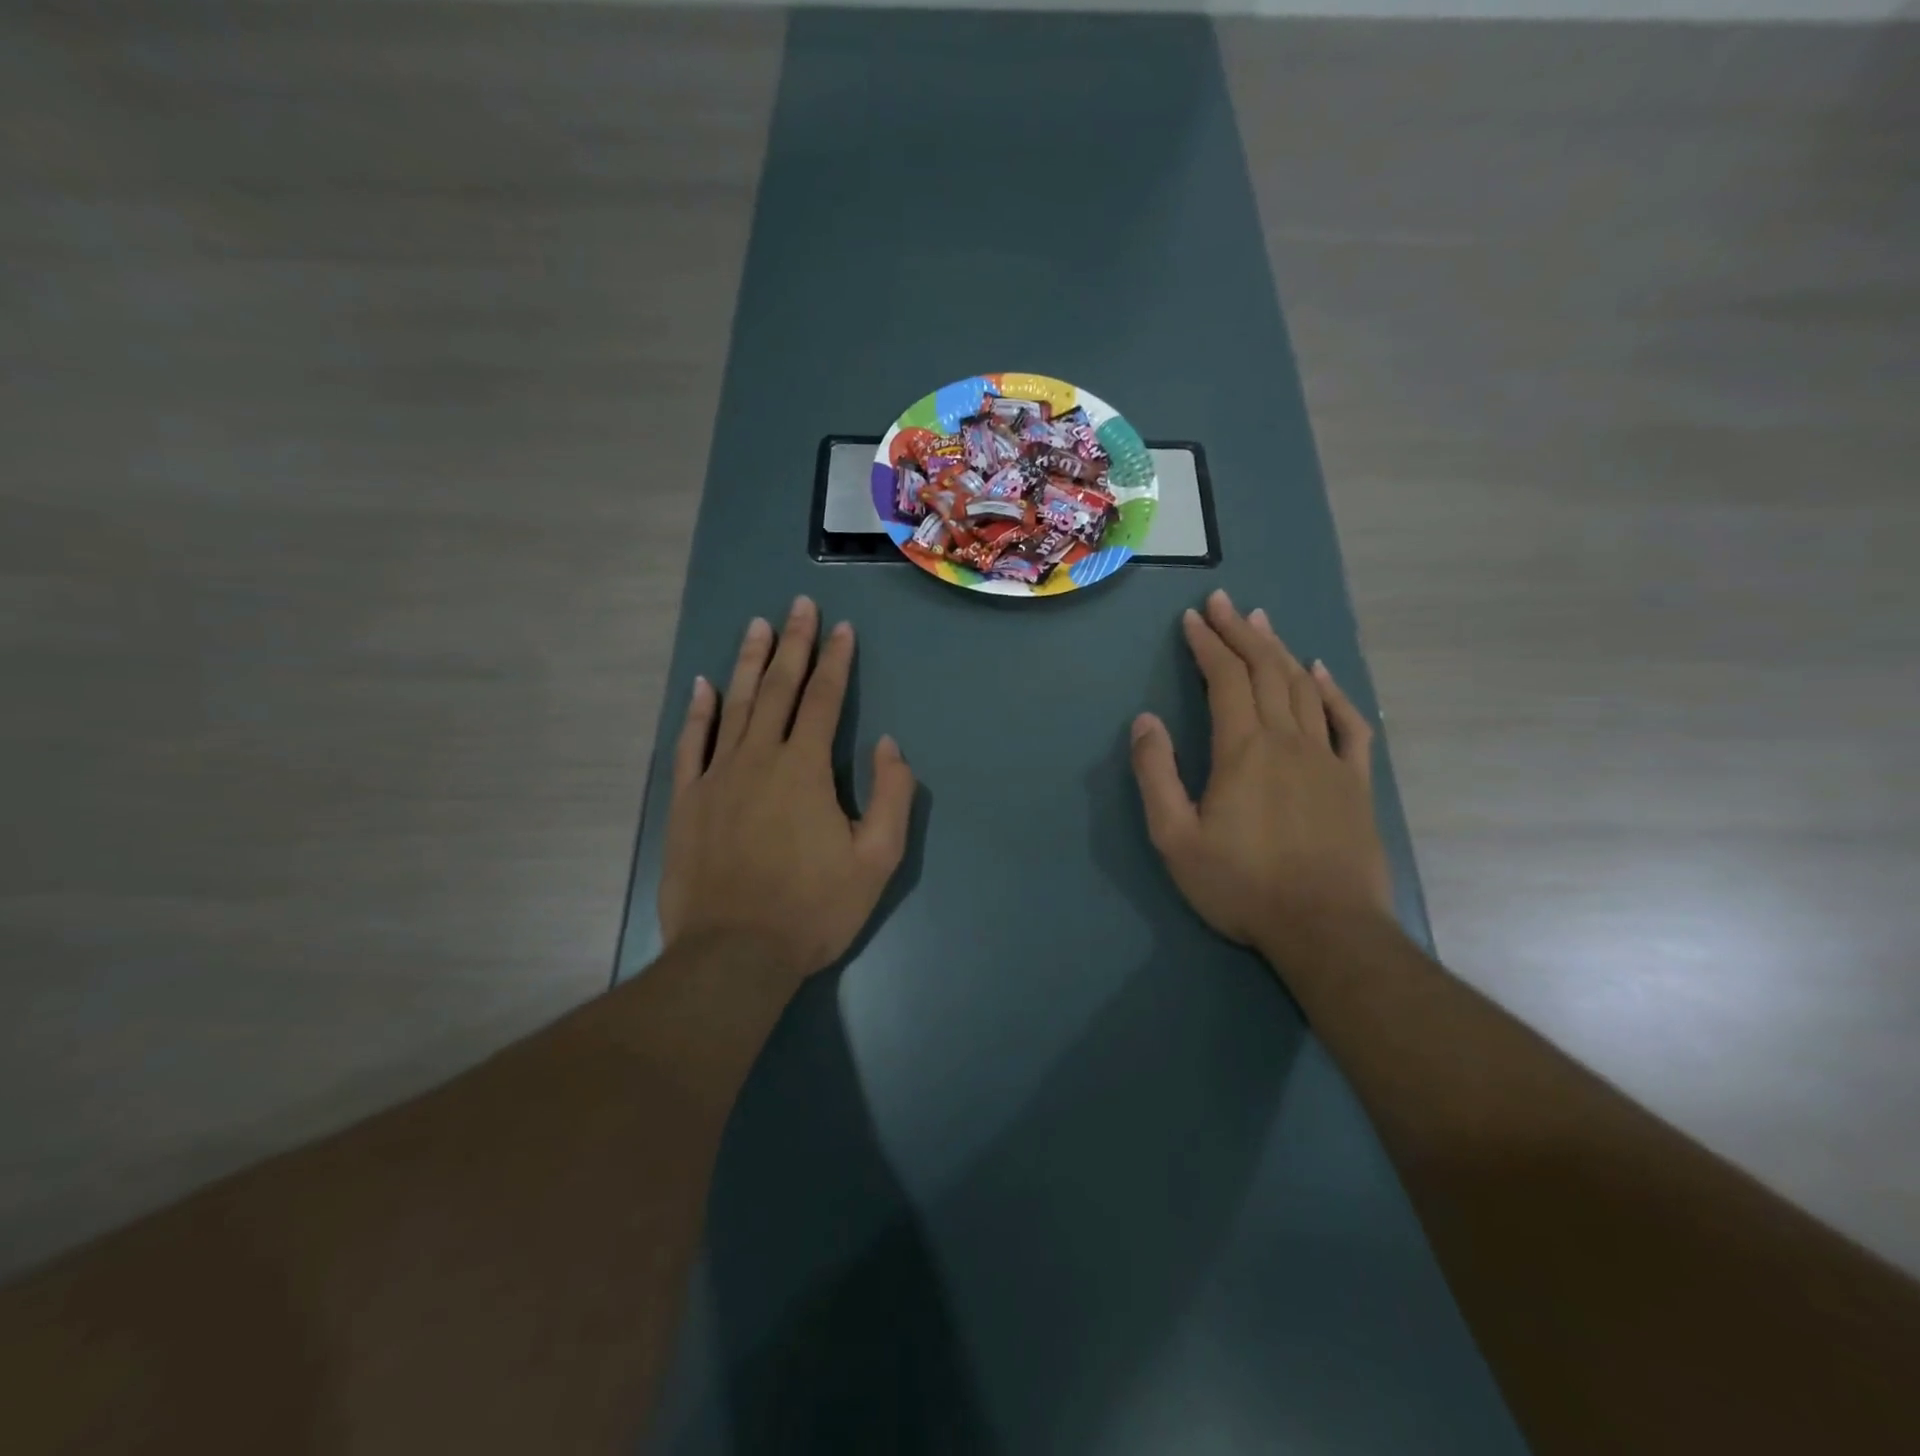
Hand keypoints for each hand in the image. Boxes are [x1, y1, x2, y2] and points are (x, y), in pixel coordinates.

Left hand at [658, 598, 915, 983]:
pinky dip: (698, 712)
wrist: (733, 956)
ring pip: (734, 705)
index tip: (842, 629)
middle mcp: (758, 758)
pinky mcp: (686, 801)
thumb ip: (892, 796)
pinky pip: (691, 744)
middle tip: (798, 605)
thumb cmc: (813, 909)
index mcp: (805, 769)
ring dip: (748, 662)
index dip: (835, 662)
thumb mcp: (876, 860)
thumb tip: (887, 745)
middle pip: (777, 689)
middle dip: (793, 644)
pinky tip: (703, 685)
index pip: (823, 700)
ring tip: (757, 625)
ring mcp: (716, 777)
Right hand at [1130, 590, 1393, 968]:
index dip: (1208, 645)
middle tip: (1223, 603)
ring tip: (1262, 622)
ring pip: (1302, 688)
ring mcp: (1328, 758)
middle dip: (1240, 633)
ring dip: (1279, 651)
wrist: (1326, 929)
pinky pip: (1348, 723)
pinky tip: (1319, 674)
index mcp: (1243, 750)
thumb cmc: (1242, 886)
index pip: (1224, 680)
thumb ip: (1156, 775)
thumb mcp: (1175, 837)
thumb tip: (1145, 721)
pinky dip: (1332, 692)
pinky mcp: (1355, 782)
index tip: (1192, 619)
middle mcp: (1288, 740)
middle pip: (1264, 671)